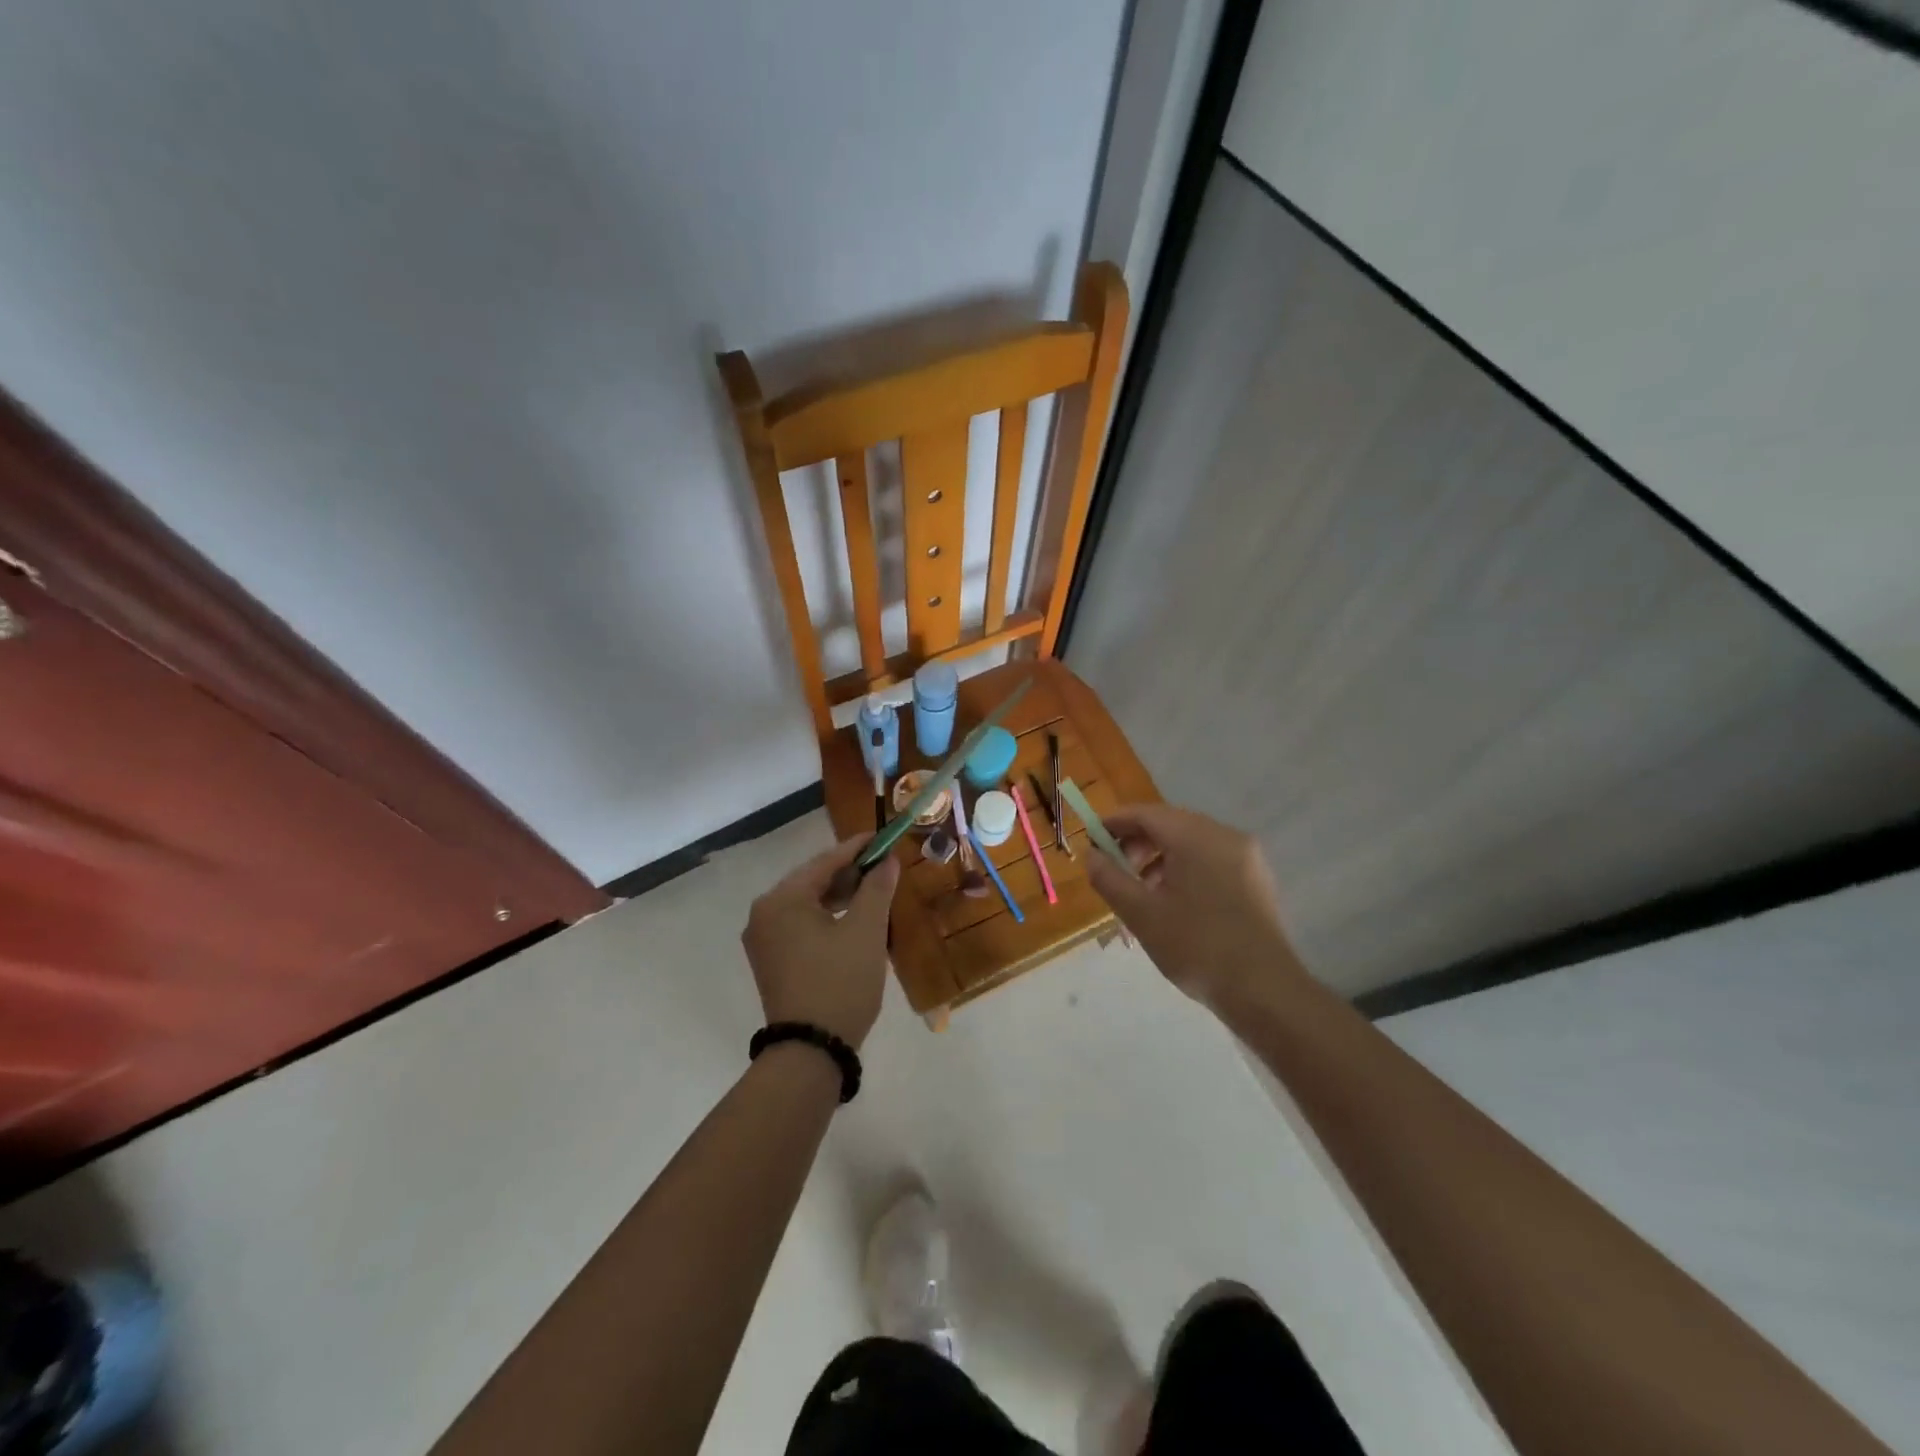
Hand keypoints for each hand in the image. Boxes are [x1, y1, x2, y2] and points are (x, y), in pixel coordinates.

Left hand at [742, 837, 899, 1047]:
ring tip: (874, 892)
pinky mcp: (770, 960)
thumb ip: (876, 889)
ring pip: (807, 904)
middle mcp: (764, 913)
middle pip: (812, 881)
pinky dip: (826, 918)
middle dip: (849, 873)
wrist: (810, 1051)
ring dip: (839, 896)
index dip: (857, 848)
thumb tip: (887, 860)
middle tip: (883, 867)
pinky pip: (800, 925)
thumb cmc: (840, 983)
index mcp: (781, 900)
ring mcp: (763, 939)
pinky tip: (852, 920)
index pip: (824, 862)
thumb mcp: (865, 932)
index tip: (883, 838)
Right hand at [1085, 803, 1306, 1008]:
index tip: (1091, 841)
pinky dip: (1185, 868)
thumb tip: (1091, 855)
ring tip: (1141, 891)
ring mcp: (1246, 856)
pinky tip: (1173, 902)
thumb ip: (1110, 878)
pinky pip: (1211, 859)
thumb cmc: (1197, 947)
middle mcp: (1224, 835)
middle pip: (1170, 824)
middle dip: (1137, 842)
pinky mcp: (1256, 879)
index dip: (1114, 823)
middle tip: (1114, 870)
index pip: (1146, 814)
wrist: (1265, 991)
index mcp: (1196, 837)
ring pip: (1191, 842)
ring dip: (1160, 857)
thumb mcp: (1141, 914)